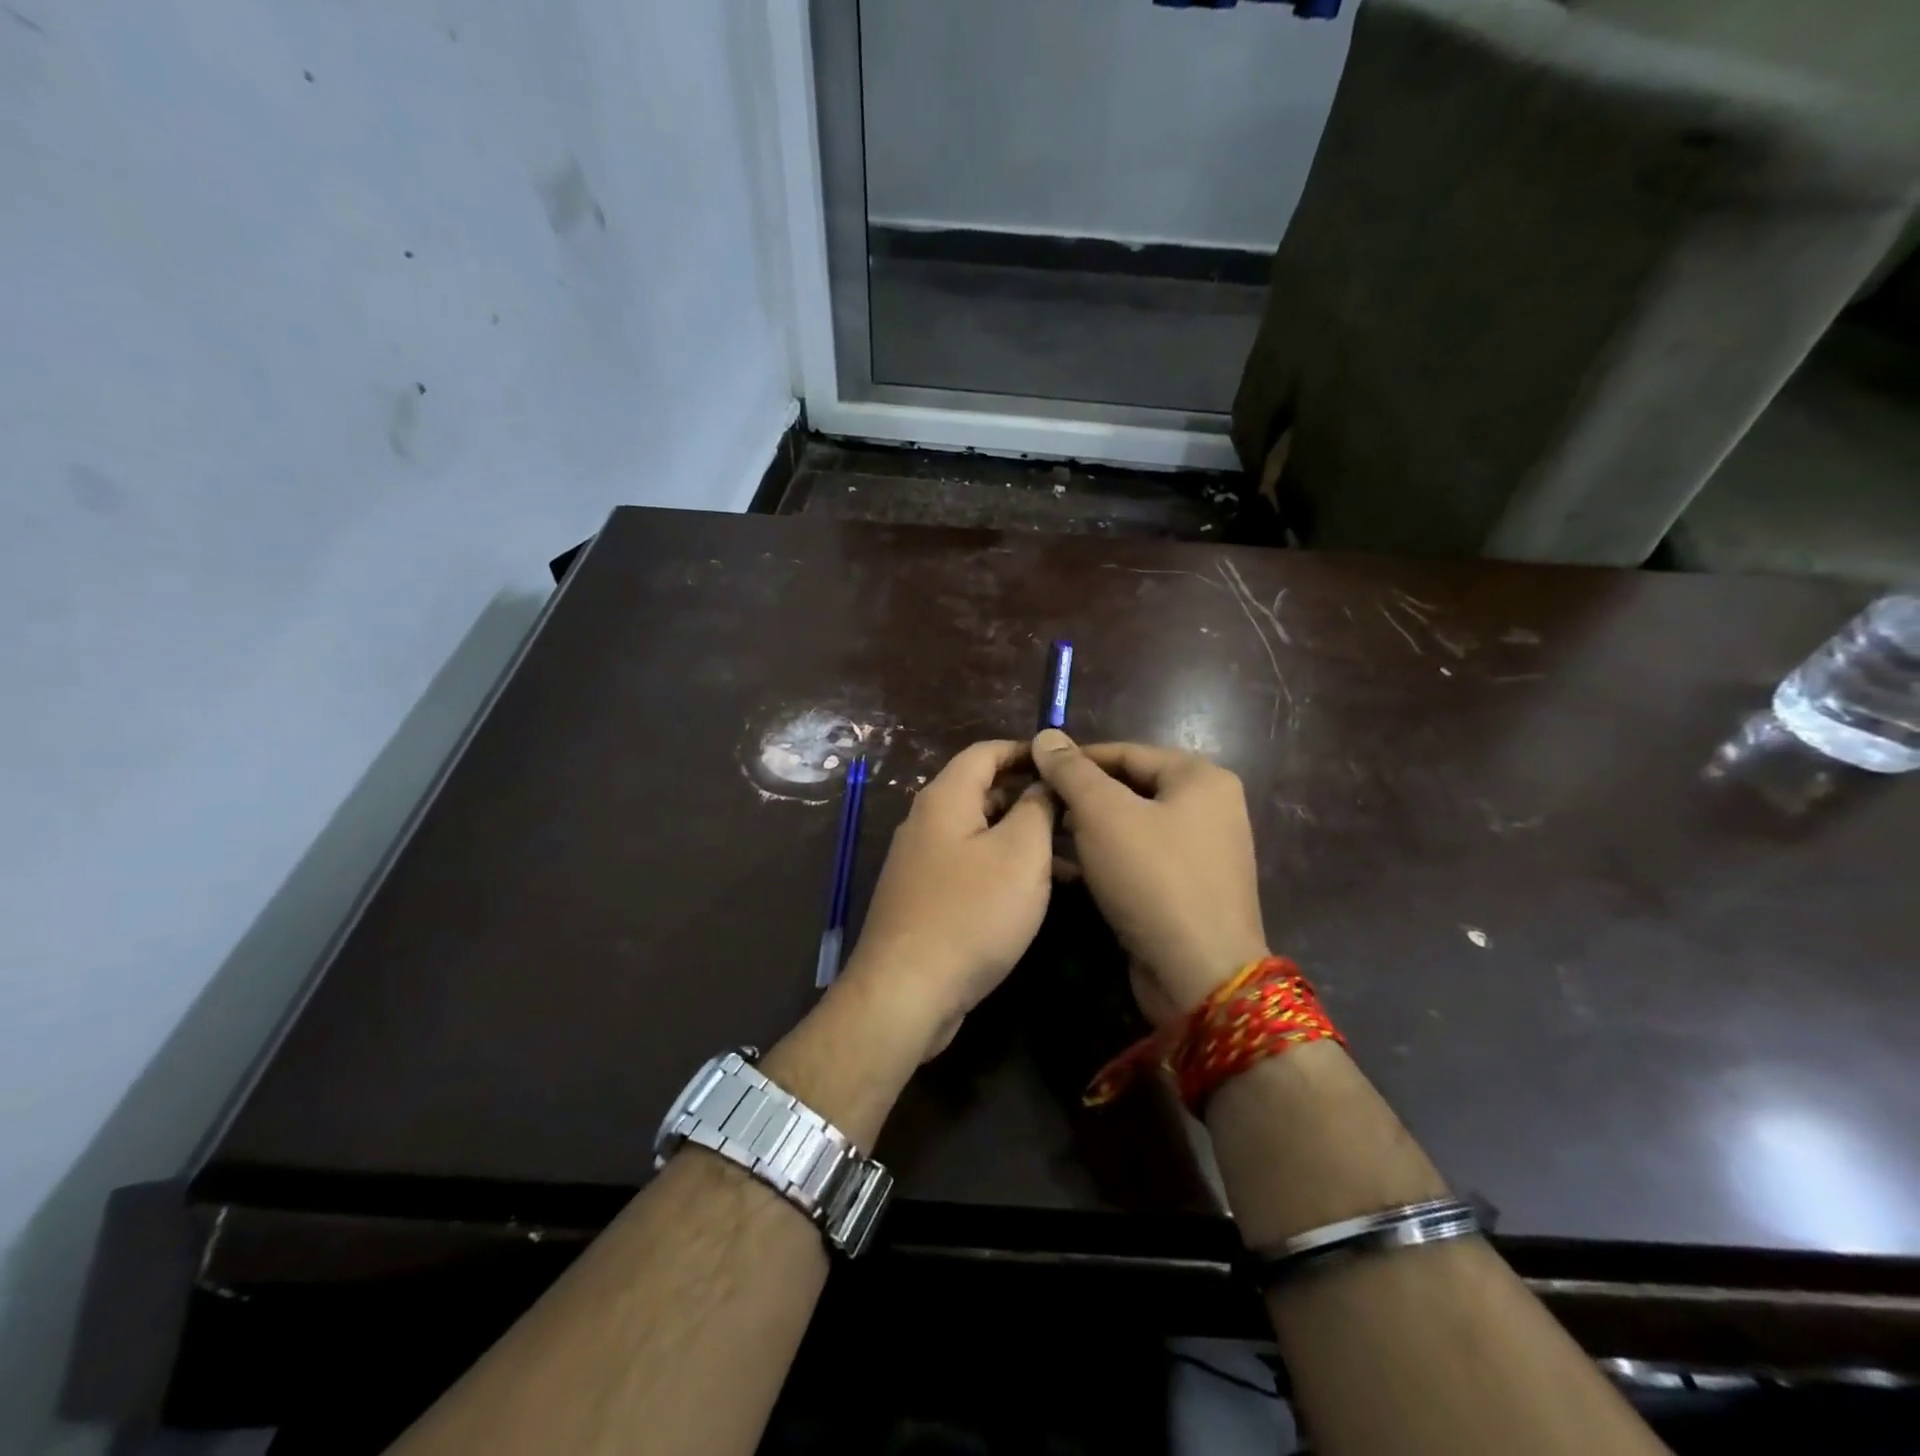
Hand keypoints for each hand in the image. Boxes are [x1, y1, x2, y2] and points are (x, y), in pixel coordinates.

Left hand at [841, 740, 1055, 1059]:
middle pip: (983, 790)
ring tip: (1072, 855)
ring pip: (980, 832)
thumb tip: (1043, 783)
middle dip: (1030, 796)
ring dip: (1023, 837)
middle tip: (1077, 812)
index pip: (986, 751)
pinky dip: (1004, 867)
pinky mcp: (925, 896)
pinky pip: (970, 865)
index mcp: (945, 798)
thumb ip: (1037, 808)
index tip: (1066, 763)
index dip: (1027, 751)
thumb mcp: (1020, 854)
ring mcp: (922, 861)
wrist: (906, 992)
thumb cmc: (971, 913)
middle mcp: (927, 821)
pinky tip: (1037, 892)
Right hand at [1032, 731, 1267, 1022]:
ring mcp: (1202, 852)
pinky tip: (1068, 870)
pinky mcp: (1188, 889)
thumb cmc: (1152, 879)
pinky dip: (1106, 859)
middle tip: (1038, 808)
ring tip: (1046, 837)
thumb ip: (1072, 771)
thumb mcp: (1103, 814)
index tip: (1032, 771)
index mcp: (1200, 778)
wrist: (1199, 975)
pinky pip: (1140, 860)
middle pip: (1130, 788)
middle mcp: (1209, 808)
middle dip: (1081, 797)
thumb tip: (1046, 735)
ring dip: (1088, 830)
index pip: (1125, 752)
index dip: (1075, 760)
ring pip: (1132, 826)